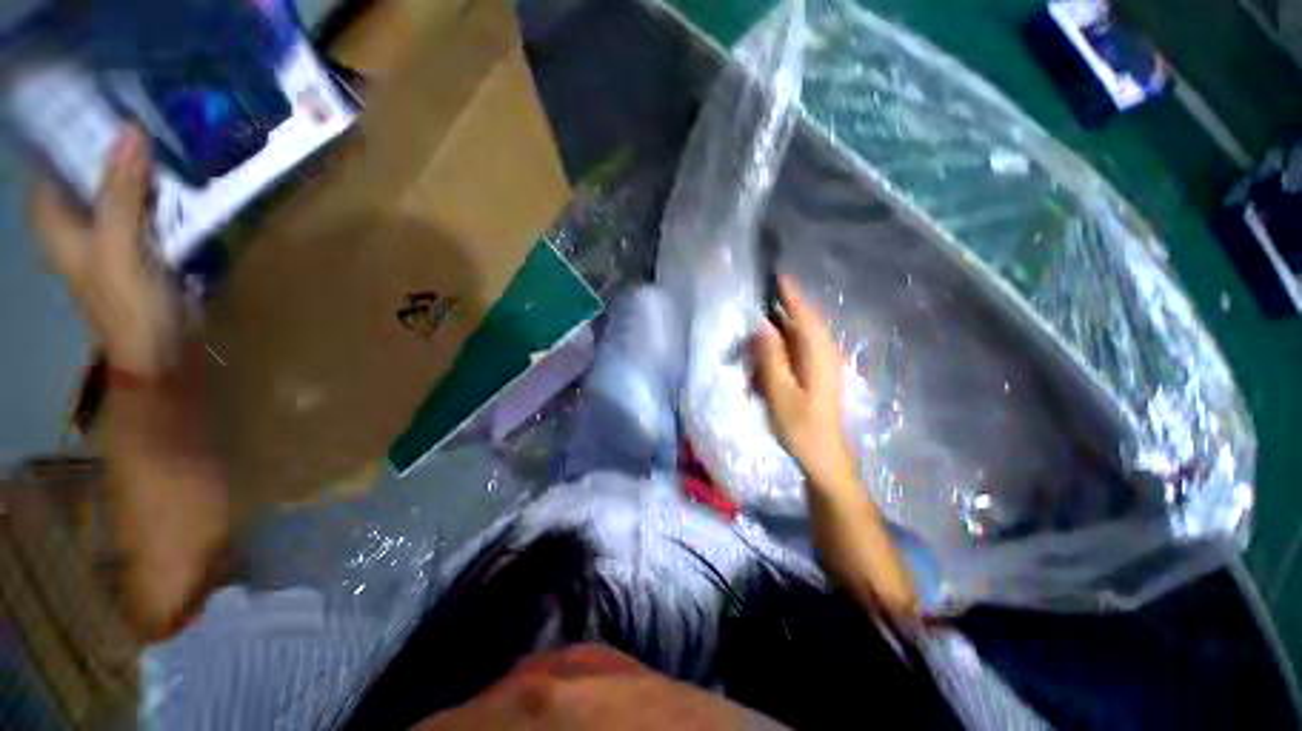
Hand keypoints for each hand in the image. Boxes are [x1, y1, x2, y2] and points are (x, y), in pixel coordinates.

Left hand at [32, 126, 178, 376]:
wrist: (160, 350)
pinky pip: (143, 208)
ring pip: (117, 189)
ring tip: (163, 140)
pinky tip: (176, 181)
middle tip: (141, 116)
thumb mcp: (120, 243)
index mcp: (56, 222)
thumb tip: (131, 129)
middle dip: (109, 147)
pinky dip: (156, 193)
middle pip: (85, 173)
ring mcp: (109, 237)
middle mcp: (76, 223)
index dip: (68, 132)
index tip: (98, 105)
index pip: (51, 163)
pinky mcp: (140, 248)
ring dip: (137, 169)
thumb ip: (122, 189)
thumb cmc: (128, 301)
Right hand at [751, 277, 855, 488]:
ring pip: (793, 342)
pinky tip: (759, 373)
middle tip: (749, 319)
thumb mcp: (780, 391)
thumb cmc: (801, 426)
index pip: (805, 315)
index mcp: (819, 354)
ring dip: (770, 344)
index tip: (776, 276)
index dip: (791, 294)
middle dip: (774, 320)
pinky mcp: (813, 376)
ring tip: (750, 356)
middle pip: (798, 325)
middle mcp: (822, 354)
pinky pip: (791, 357)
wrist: (823, 457)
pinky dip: (774, 359)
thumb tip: (762, 325)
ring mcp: (819, 366)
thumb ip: (770, 356)